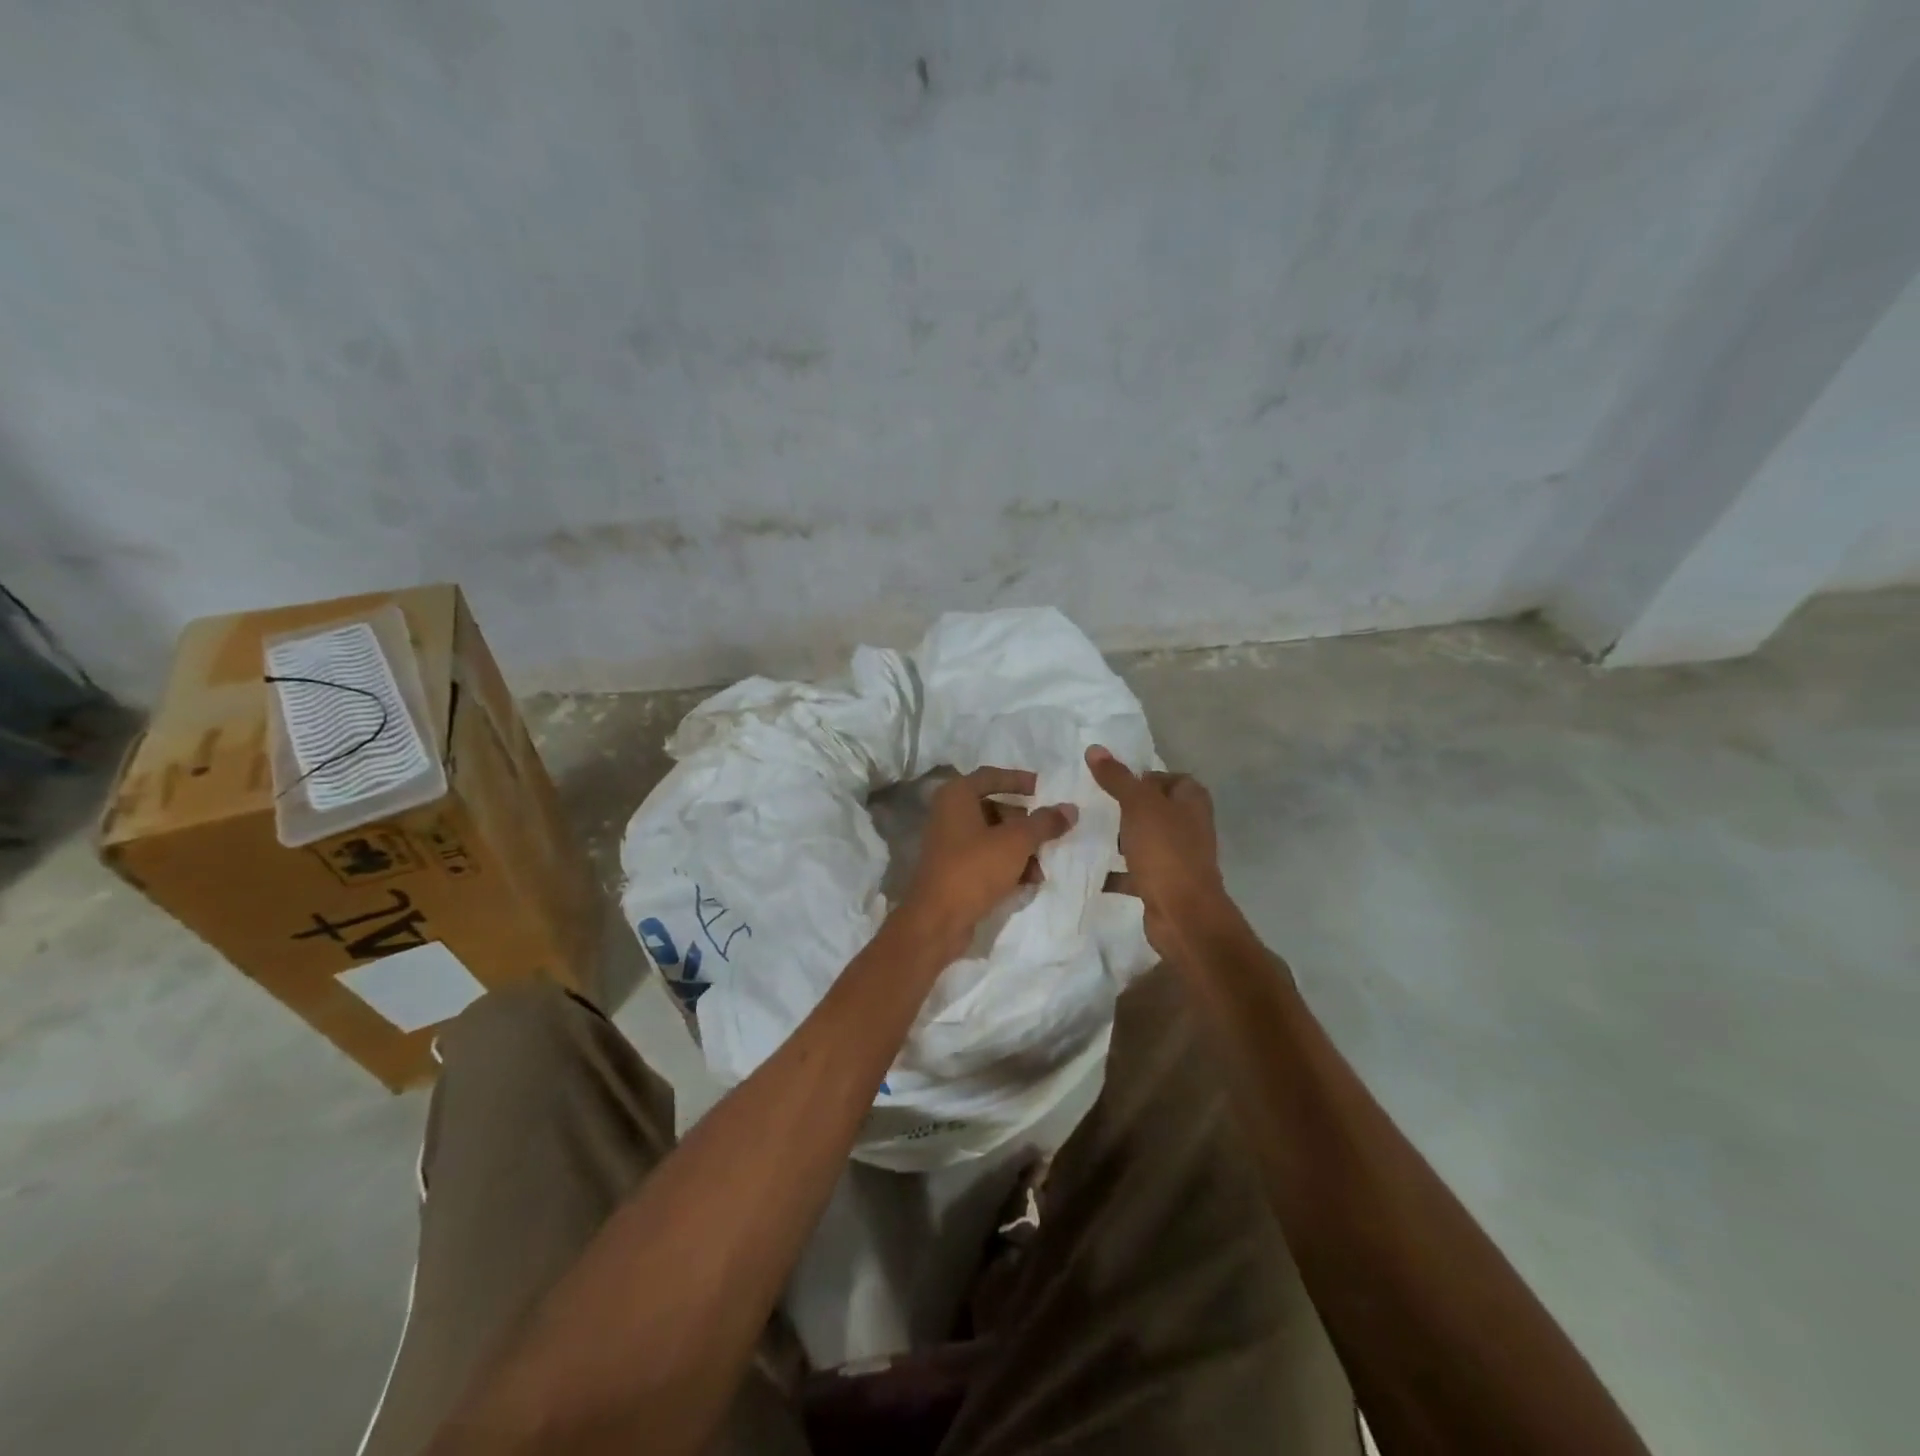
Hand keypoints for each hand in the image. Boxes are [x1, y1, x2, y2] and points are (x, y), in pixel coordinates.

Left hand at [898, 767, 1077, 962]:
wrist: (937, 920)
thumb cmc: (975, 868)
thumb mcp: (1016, 842)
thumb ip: (1044, 823)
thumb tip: (1070, 808)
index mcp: (957, 796)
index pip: (991, 776)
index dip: (1019, 780)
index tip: (1045, 789)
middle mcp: (949, 814)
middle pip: (995, 808)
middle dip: (1025, 823)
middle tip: (1050, 834)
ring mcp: (949, 843)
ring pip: (994, 836)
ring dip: (1021, 848)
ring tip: (1042, 867)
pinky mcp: (954, 870)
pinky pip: (987, 858)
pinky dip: (1007, 864)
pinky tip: (1028, 881)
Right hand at [1086, 745, 1233, 960]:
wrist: (1183, 914)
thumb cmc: (1165, 851)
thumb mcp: (1138, 806)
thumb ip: (1117, 778)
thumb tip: (1094, 748)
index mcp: (1192, 801)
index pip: (1168, 778)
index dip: (1143, 778)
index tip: (1112, 783)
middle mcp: (1189, 826)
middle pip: (1154, 809)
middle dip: (1125, 809)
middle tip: (1094, 806)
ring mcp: (1178, 857)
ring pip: (1144, 840)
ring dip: (1119, 839)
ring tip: (1086, 833)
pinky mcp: (1164, 884)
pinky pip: (1135, 871)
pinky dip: (1115, 872)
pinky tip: (1089, 869)